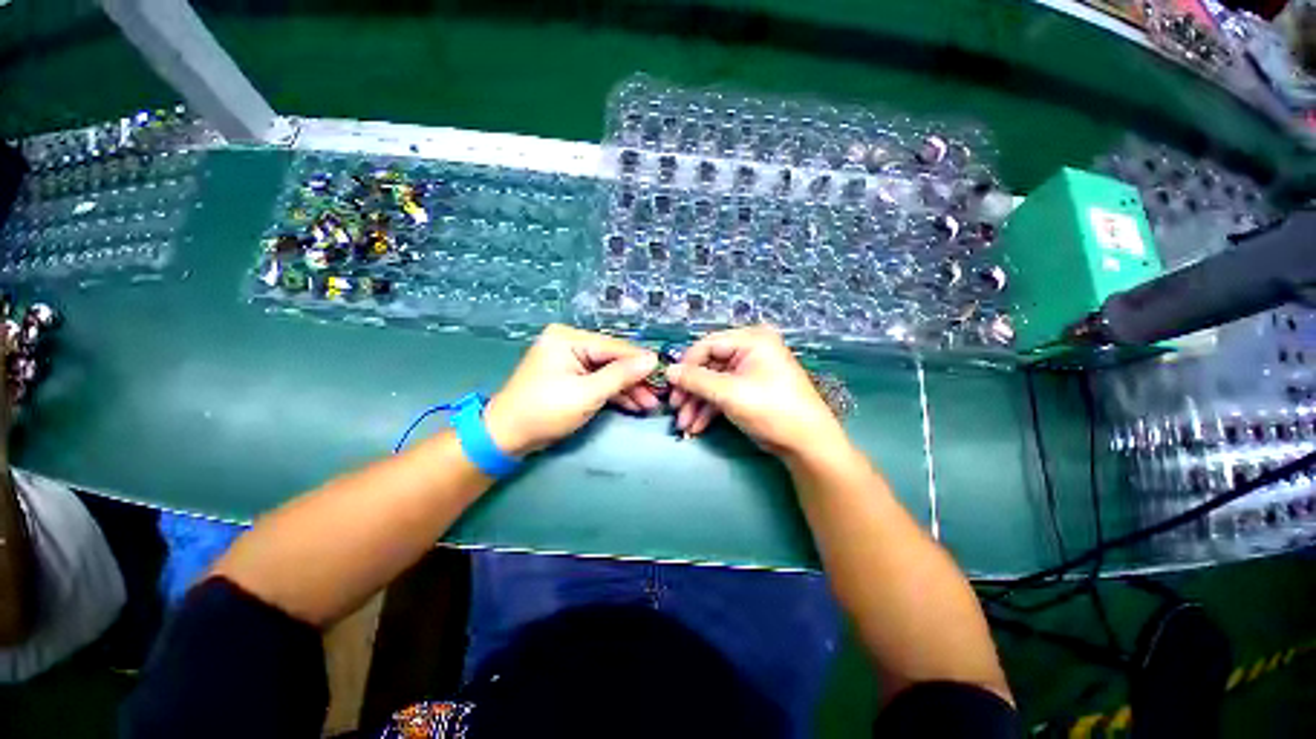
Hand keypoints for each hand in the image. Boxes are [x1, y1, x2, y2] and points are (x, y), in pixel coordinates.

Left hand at [484, 325, 658, 455]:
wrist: (507, 437)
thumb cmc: (544, 411)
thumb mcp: (587, 393)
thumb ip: (621, 375)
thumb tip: (653, 359)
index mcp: (569, 338)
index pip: (614, 347)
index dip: (641, 362)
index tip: (665, 374)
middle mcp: (570, 343)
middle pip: (613, 359)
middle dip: (635, 380)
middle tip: (658, 397)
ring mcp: (571, 360)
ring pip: (608, 372)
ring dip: (628, 389)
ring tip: (650, 405)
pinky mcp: (571, 377)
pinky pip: (598, 381)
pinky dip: (614, 393)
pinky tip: (634, 404)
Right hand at [667, 325, 848, 460]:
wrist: (806, 443)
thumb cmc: (771, 409)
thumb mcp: (729, 393)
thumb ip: (696, 380)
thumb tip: (668, 371)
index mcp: (751, 339)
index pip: (708, 344)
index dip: (686, 364)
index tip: (670, 384)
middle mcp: (749, 350)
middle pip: (708, 365)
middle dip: (691, 390)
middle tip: (675, 408)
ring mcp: (748, 371)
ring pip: (713, 383)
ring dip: (697, 404)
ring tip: (684, 425)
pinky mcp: (748, 389)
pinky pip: (722, 394)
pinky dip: (709, 410)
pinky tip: (696, 426)